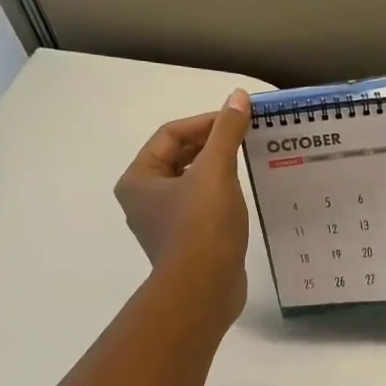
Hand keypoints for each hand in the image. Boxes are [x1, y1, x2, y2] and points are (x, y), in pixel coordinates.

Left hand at [115, 91, 250, 329]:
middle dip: (212, 145)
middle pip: (179, 157)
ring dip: (217, 169)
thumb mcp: (216, 171)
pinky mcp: (186, 242)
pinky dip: (220, 194)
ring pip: (191, 182)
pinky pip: (202, 206)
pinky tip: (242, 195)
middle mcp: (144, 199)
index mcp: (138, 179)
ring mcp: (164, 223)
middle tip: (245, 138)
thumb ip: (226, 132)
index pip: (170, 135)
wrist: (205, 288)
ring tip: (247, 162)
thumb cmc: (202, 226)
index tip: (239, 120)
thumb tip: (238, 97)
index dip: (205, 122)